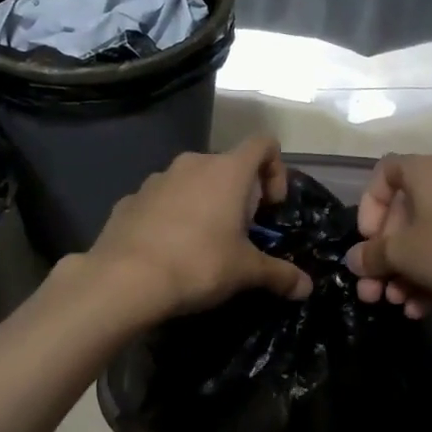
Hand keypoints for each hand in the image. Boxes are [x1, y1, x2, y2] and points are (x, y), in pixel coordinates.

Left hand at [84, 135, 314, 323]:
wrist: (125, 279)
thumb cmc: (198, 264)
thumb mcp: (245, 272)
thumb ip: (279, 274)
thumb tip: (306, 288)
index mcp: (227, 171)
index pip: (263, 144)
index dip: (276, 170)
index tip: (270, 206)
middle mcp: (192, 164)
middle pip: (227, 166)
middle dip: (238, 195)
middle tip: (239, 234)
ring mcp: (156, 179)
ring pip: (191, 182)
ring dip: (203, 204)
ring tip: (202, 245)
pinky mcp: (129, 200)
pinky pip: (161, 201)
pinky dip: (171, 217)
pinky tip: (167, 251)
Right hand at [344, 153, 431, 315]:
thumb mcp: (401, 253)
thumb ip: (372, 255)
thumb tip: (354, 260)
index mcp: (425, 172)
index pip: (385, 172)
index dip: (369, 205)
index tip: (367, 237)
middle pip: (404, 216)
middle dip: (385, 256)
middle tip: (372, 288)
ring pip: (427, 242)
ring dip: (405, 274)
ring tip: (395, 303)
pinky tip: (420, 310)